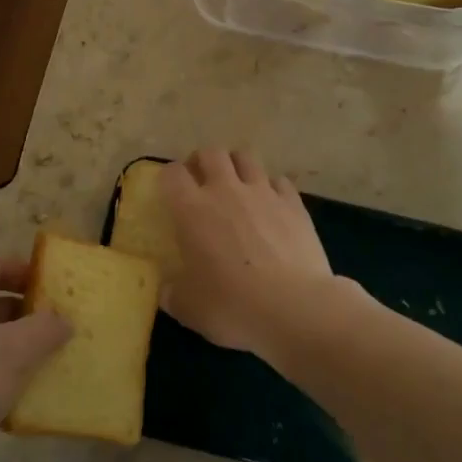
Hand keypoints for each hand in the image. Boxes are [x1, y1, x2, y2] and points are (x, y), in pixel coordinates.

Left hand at [0, 257, 70, 461]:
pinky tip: (30, 401)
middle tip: (64, 324)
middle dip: (28, 311)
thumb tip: (63, 319)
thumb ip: (43, 329)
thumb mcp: (11, 352)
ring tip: (57, 360)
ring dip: (21, 350)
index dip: (22, 268)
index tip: (54, 283)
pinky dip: (6, 383)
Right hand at [160, 149, 337, 359]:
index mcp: (192, 210)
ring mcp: (263, 193)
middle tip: (202, 181)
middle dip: (203, 161)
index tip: (171, 191)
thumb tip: (167, 291)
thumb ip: (173, 294)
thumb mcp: (189, 308)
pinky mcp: (294, 203)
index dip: (169, 177)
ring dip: (237, 165)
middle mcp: (226, 191)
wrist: (294, 307)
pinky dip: (271, 187)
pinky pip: (279, 181)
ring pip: (246, 157)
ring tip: (236, 184)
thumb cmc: (232, 306)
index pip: (172, 174)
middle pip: (211, 153)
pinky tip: (272, 205)